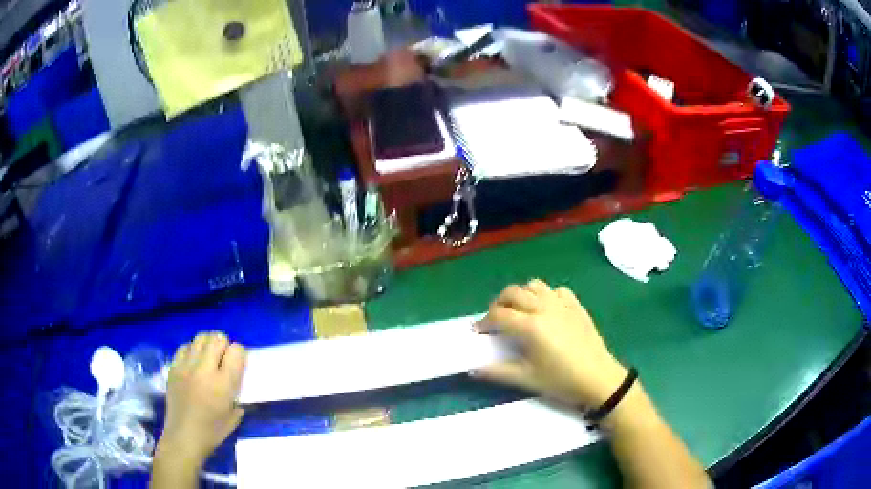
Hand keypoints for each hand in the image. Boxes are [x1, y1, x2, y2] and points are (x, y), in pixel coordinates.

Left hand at [156, 332, 246, 468]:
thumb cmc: (212, 432)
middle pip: (217, 338)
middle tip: (223, 358)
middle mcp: (205, 370)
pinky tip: (193, 362)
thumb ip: (237, 395)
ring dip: (208, 344)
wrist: (184, 437)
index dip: (240, 354)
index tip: (238, 363)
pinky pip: (184, 347)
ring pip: (200, 338)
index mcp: (223, 384)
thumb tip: (237, 382)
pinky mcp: (173, 367)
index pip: (236, 351)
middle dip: (224, 345)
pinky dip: (192, 350)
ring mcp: (186, 367)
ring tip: (208, 357)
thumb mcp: (234, 416)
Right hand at [473, 279, 627, 407]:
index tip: (478, 331)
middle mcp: (545, 308)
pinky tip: (546, 309)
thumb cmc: (562, 381)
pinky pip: (556, 290)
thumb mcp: (527, 379)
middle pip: (513, 292)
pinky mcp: (576, 306)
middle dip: (499, 303)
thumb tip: (473, 370)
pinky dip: (546, 295)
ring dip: (521, 294)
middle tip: (495, 319)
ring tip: (519, 311)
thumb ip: (498, 372)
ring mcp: (563, 304)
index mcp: (531, 326)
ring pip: (534, 285)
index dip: (484, 321)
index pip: (499, 314)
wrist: (599, 379)